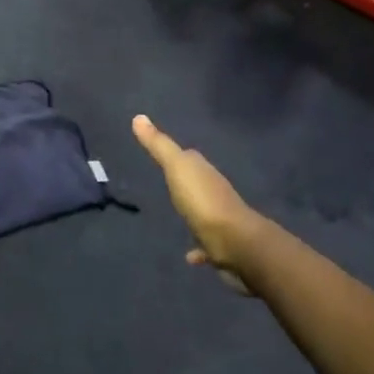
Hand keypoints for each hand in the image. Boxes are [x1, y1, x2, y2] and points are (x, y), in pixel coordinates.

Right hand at [132, 115, 267, 293]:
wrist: (236, 243)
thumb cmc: (203, 202)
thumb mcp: (177, 168)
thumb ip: (159, 145)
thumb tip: (138, 117)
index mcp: (204, 172)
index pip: (191, 158)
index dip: (178, 155)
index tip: (164, 154)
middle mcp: (215, 192)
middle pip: (198, 183)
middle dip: (186, 182)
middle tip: (169, 183)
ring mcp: (220, 220)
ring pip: (204, 212)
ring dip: (194, 212)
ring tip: (179, 217)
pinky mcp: (222, 246)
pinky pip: (207, 245)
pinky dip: (199, 248)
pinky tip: (189, 256)